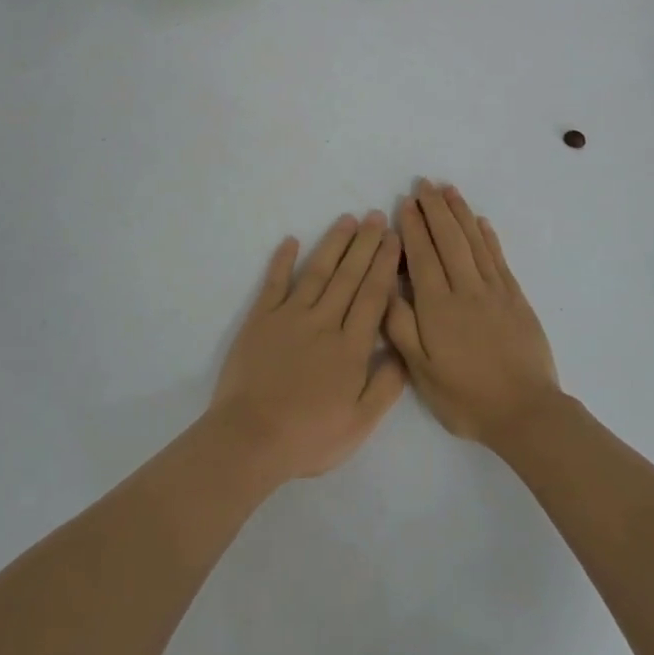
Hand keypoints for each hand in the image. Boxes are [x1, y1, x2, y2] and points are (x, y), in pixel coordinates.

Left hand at [207, 212, 406, 481]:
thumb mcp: (360, 423)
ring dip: (333, 244)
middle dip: (365, 244)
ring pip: (317, 272)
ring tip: (347, 220)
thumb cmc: (309, 436)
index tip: (394, 238)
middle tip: (376, 216)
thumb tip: (403, 349)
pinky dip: (281, 261)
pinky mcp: (260, 320)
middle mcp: (324, 322)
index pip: (374, 295)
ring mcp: (289, 317)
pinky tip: (291, 240)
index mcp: (351, 347)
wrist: (250, 438)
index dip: (385, 265)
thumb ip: (386, 385)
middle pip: (349, 276)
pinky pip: (274, 283)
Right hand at [386, 181, 560, 444]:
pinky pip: (498, 258)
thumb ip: (401, 327)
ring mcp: (494, 291)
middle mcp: (465, 289)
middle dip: (435, 209)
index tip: (405, 203)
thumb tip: (384, 287)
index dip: (413, 227)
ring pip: (474, 241)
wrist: (525, 412)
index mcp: (437, 306)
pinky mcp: (516, 298)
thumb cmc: (465, 397)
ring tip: (449, 190)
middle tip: (424, 184)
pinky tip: (481, 222)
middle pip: (448, 239)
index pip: (422, 255)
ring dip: (461, 213)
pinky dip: (488, 236)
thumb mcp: (421, 371)